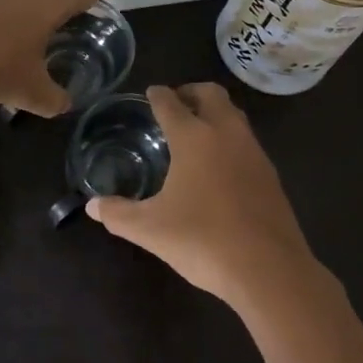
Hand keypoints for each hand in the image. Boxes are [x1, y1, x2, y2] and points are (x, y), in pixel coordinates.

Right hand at [88, 83, 322, 312]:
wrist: (269, 269)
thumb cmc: (203, 240)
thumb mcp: (150, 230)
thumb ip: (118, 214)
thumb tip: (92, 206)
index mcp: (194, 138)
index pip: (171, 104)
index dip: (158, 96)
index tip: (151, 92)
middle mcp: (226, 134)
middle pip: (211, 95)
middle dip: (191, 92)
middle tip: (175, 104)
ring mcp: (254, 152)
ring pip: (234, 115)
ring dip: (214, 113)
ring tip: (195, 131)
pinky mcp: (271, 174)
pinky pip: (246, 141)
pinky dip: (229, 138)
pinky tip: (219, 165)